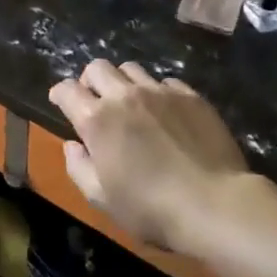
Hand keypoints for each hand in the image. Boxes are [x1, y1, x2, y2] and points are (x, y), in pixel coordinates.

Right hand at [48, 60, 251, 257]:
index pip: (66, 89)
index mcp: (96, 119)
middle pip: (97, 68)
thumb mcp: (102, 199)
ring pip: (131, 69)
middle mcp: (124, 96)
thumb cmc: (152, 208)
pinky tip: (165, 113)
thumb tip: (72, 145)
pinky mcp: (190, 96)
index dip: (60, 94)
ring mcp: (159, 92)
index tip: (61, 103)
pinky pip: (165, 81)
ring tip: (132, 103)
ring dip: (123, 82)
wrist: (217, 206)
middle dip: (90, 81)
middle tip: (96, 101)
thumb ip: (78, 168)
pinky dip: (158, 92)